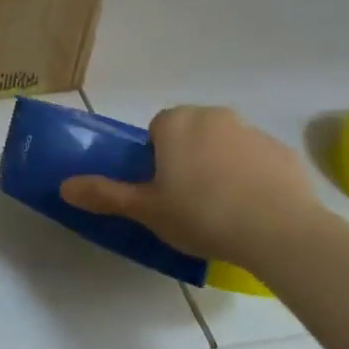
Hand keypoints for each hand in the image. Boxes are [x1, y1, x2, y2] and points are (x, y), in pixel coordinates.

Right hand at [59, 105, 328, 270]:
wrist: (279, 231)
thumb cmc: (201, 213)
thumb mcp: (146, 209)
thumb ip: (104, 194)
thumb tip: (64, 186)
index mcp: (176, 122)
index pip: (158, 129)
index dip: (157, 158)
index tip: (162, 189)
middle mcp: (214, 116)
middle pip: (192, 133)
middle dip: (188, 158)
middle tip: (187, 200)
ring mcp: (254, 133)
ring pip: (226, 146)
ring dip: (221, 167)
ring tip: (223, 211)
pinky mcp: (285, 155)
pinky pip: (259, 163)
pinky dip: (255, 180)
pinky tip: (255, 213)